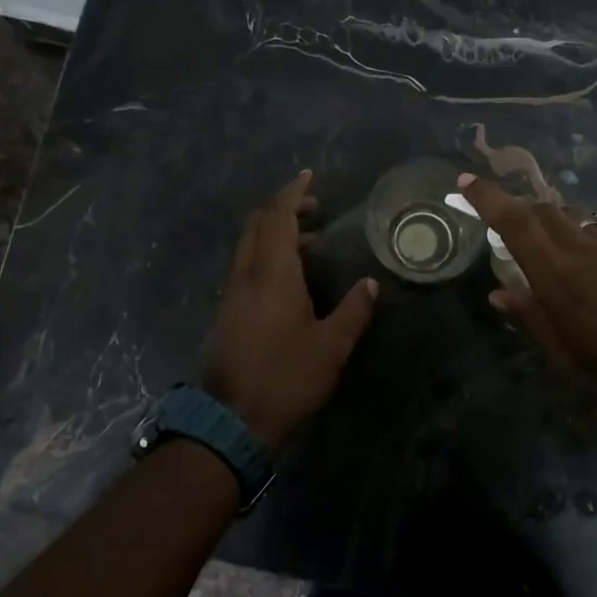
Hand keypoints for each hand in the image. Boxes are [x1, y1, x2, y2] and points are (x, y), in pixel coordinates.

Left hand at [201, 170, 378, 450]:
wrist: (233, 421)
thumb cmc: (288, 378)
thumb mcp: (332, 346)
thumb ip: (354, 310)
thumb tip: (370, 283)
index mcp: (272, 273)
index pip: (279, 217)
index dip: (293, 193)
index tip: (309, 176)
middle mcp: (246, 275)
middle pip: (258, 224)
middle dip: (284, 208)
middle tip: (315, 209)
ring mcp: (232, 294)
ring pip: (249, 246)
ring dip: (275, 234)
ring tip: (310, 243)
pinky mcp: (227, 313)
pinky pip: (245, 267)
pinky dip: (266, 256)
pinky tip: (289, 279)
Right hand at [456, 173, 596, 433]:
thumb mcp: (563, 353)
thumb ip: (530, 315)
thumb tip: (499, 293)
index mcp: (558, 275)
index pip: (515, 222)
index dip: (488, 197)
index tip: (465, 181)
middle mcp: (586, 250)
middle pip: (545, 210)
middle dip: (519, 208)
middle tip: (502, 223)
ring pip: (575, 219)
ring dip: (551, 222)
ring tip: (543, 246)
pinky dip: (580, 239)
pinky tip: (585, 267)